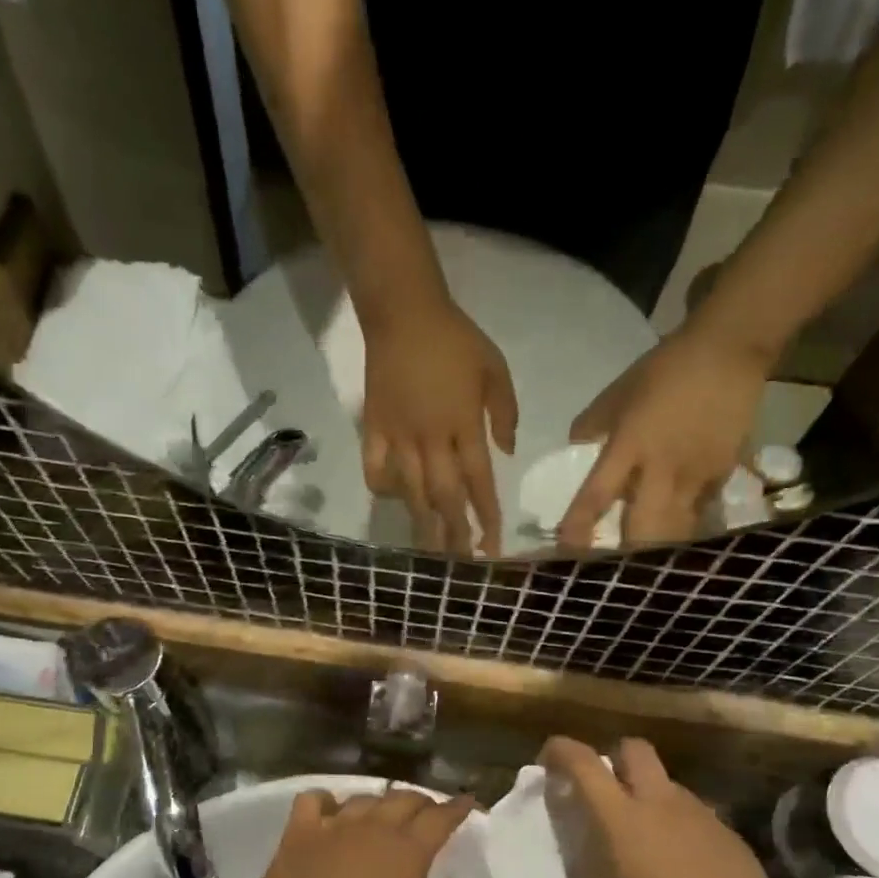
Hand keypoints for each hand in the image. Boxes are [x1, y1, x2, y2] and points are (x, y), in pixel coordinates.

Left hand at [246, 788, 476, 877]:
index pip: (440, 818)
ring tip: (385, 816)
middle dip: (423, 802)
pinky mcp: (298, 834)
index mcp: (406, 854)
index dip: (457, 808)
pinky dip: (327, 801)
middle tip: (430, 814)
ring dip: (381, 803)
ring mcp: (333, 827)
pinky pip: (315, 800)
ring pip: (364, 798)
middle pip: (404, 799)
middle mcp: (373, 829)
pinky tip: (331, 813)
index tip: (468, 803)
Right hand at [361, 296, 518, 555]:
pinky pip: (374, 469)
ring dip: (422, 524)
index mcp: (462, 425)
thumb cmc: (455, 340)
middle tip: (461, 563)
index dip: (486, 516)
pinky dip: (382, 489)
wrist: (403, 314)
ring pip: (410, 491)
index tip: (492, 545)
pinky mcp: (373, 429)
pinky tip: (392, 500)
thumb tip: (506, 451)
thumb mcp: (495, 367)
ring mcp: (398, 436)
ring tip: (429, 552)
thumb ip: (504, 412)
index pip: (478, 481)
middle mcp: (430, 439)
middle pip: (444, 496)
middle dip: (455, 533)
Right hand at [533, 736, 803, 877]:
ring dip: (648, 795)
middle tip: (600, 795)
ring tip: (640, 839)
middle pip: (634, 750)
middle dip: (613, 759)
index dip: (561, 751)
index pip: (584, 763)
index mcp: (622, 821)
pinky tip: (681, 868)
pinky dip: (680, 827)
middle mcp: (662, 806)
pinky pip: (698, 816)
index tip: (548, 761)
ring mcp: (703, 820)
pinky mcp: (734, 841)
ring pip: (668, 783)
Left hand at [557, 331, 771, 549]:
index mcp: (630, 446)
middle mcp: (662, 470)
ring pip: (677, 531)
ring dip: (659, 551)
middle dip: (627, 557)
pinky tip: (681, 536)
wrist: (730, 350)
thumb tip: (575, 443)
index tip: (566, 550)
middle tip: (612, 569)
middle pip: (643, 532)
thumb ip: (594, 422)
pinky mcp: (724, 475)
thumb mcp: (620, 391)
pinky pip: (701, 512)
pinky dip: (687, 526)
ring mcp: (697, 476)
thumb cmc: (667, 368)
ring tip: (647, 566)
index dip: (579, 527)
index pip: (597, 496)